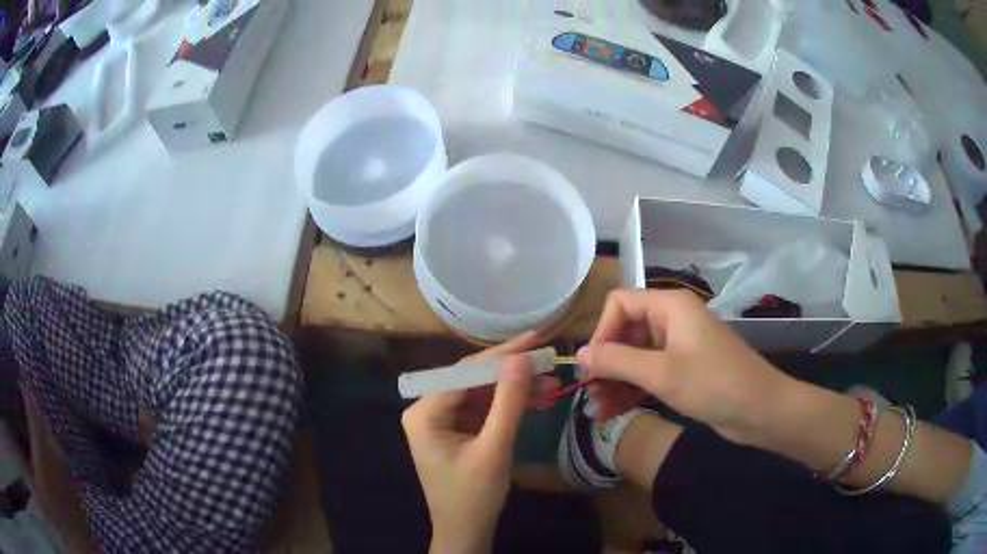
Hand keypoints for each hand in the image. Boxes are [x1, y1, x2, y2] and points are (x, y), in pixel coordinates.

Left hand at [401, 332, 558, 553]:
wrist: (466, 532)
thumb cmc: (474, 496)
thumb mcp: (494, 448)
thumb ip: (508, 402)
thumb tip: (522, 358)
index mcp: (424, 413)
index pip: (465, 373)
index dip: (502, 356)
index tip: (534, 339)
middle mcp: (428, 410)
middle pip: (474, 381)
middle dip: (512, 374)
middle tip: (547, 360)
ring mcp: (442, 421)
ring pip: (483, 395)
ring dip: (516, 391)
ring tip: (551, 382)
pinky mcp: (457, 432)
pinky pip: (485, 411)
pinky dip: (509, 407)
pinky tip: (538, 400)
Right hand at [577, 290, 791, 443]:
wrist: (759, 409)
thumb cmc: (713, 384)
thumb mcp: (660, 373)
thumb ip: (616, 361)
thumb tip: (578, 354)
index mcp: (670, 306)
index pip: (620, 304)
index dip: (602, 332)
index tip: (593, 366)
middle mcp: (673, 319)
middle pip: (626, 331)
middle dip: (607, 363)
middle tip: (592, 395)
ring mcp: (679, 345)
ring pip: (636, 355)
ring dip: (616, 380)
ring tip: (600, 411)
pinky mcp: (684, 368)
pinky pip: (650, 372)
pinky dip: (633, 389)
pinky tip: (616, 411)